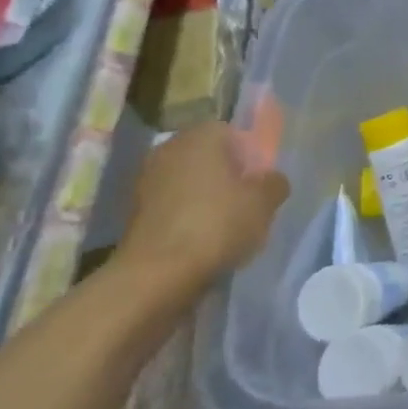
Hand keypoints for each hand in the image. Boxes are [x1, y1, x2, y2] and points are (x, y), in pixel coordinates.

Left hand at [117, 122, 288, 296]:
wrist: (156, 275)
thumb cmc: (217, 224)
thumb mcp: (265, 202)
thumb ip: (275, 183)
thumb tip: (271, 180)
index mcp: (201, 134)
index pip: (234, 133)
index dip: (251, 157)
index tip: (260, 183)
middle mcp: (170, 147)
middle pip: (210, 157)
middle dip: (228, 176)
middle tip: (247, 204)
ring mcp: (146, 179)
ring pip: (190, 182)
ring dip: (206, 198)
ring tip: (226, 228)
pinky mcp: (133, 212)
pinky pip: (173, 206)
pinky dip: (187, 217)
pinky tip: (201, 241)